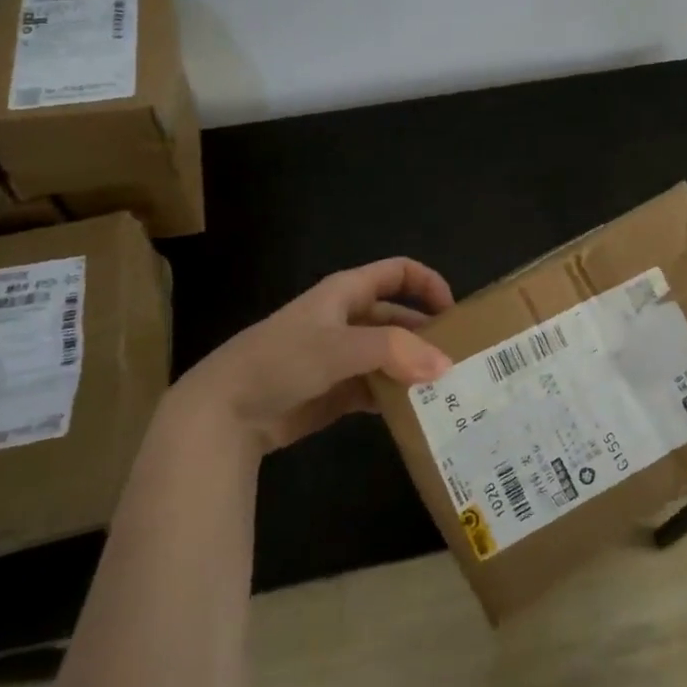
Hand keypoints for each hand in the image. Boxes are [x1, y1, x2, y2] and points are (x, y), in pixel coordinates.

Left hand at [176, 257, 455, 452]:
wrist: (224, 413)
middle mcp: (348, 319)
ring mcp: (342, 357)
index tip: (455, 314)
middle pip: (399, 318)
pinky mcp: (336, 391)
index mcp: (347, 293)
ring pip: (391, 356)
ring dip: (415, 370)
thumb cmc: (281, 361)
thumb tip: (445, 364)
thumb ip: (395, 352)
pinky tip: (417, 413)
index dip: (429, 284)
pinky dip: (397, 397)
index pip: (398, 272)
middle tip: (461, 362)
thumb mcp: (339, 347)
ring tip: (449, 392)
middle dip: (428, 335)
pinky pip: (377, 388)